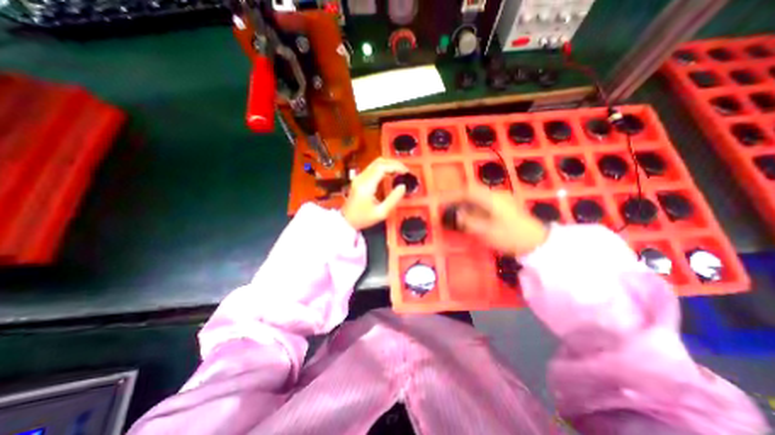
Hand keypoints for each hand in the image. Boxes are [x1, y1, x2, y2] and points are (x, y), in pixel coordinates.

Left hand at [342, 156, 407, 231]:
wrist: (347, 221)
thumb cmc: (363, 218)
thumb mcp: (381, 213)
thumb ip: (393, 199)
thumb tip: (403, 186)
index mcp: (366, 186)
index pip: (382, 167)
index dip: (395, 166)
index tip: (406, 171)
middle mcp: (361, 178)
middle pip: (379, 162)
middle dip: (394, 163)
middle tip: (405, 170)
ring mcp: (359, 177)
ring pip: (376, 163)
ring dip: (389, 165)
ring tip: (400, 172)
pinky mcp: (359, 179)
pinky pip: (373, 168)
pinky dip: (384, 168)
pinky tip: (391, 174)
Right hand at [444, 186, 546, 256]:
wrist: (537, 242)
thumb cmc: (510, 236)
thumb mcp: (486, 231)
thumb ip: (469, 221)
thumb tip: (455, 214)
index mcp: (491, 198)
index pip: (468, 191)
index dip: (455, 195)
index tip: (445, 201)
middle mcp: (496, 195)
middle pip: (474, 191)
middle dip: (460, 198)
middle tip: (450, 208)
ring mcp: (503, 199)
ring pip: (480, 196)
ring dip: (468, 202)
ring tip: (460, 212)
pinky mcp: (506, 206)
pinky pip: (486, 201)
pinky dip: (476, 206)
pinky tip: (474, 215)